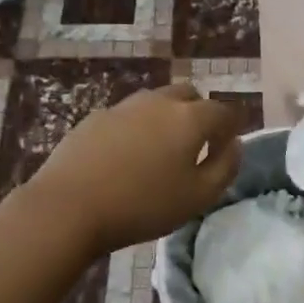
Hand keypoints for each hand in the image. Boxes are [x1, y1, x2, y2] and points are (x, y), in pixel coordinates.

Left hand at [25, 84, 242, 254]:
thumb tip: (234, 144)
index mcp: (190, 118)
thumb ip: (225, 167)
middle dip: (199, 114)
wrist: (69, 207)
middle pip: (189, 95)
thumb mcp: (199, 197)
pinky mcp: (94, 118)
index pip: (224, 111)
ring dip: (167, 119)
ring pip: (156, 102)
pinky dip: (137, 129)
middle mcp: (159, 102)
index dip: (231, 128)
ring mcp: (123, 107)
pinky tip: (126, 158)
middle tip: (195, 146)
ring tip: (160, 152)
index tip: (227, 149)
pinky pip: (127, 116)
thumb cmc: (143, 205)